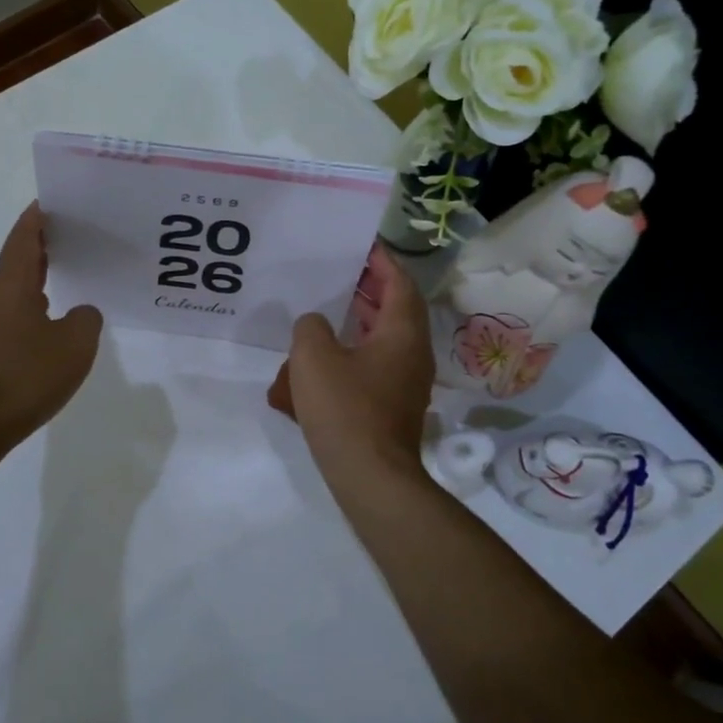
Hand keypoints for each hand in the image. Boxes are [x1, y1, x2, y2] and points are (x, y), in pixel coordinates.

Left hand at [0, 204, 102, 455]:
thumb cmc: (24, 378)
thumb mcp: (75, 346)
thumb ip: (86, 319)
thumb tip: (79, 313)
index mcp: (10, 285)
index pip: (24, 237)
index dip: (37, 217)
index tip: (51, 201)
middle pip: (17, 262)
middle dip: (42, 249)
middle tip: (73, 240)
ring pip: (11, 292)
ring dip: (36, 283)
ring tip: (66, 283)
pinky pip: (7, 319)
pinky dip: (28, 312)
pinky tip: (47, 330)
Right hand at [270, 243, 435, 496]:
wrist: (370, 477)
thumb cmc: (345, 409)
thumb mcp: (313, 358)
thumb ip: (310, 328)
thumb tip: (315, 325)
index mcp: (402, 333)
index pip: (399, 282)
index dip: (382, 261)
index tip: (361, 245)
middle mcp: (412, 353)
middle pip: (396, 309)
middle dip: (370, 289)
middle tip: (340, 274)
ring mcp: (406, 382)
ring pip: (386, 339)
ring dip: (361, 322)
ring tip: (328, 312)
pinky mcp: (394, 406)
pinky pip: (376, 367)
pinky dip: (355, 354)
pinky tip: (324, 361)